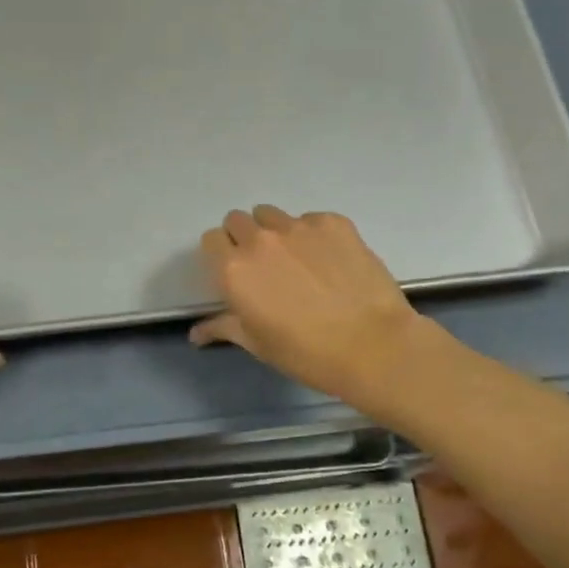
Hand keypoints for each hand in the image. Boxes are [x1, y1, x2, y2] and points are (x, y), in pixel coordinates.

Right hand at [190, 207, 440, 413]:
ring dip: (275, 231)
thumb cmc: (305, 353)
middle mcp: (260, 240)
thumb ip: (223, 327)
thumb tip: (195, 333)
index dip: (221, 254)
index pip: (211, 240)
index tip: (234, 272)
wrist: (372, 346)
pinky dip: (312, 235)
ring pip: (271, 215)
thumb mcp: (257, 343)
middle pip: (237, 220)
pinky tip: (329, 261)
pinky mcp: (333, 222)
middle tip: (264, 265)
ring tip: (297, 259)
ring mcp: (298, 226)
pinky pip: (310, 219)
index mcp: (234, 269)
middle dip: (244, 237)